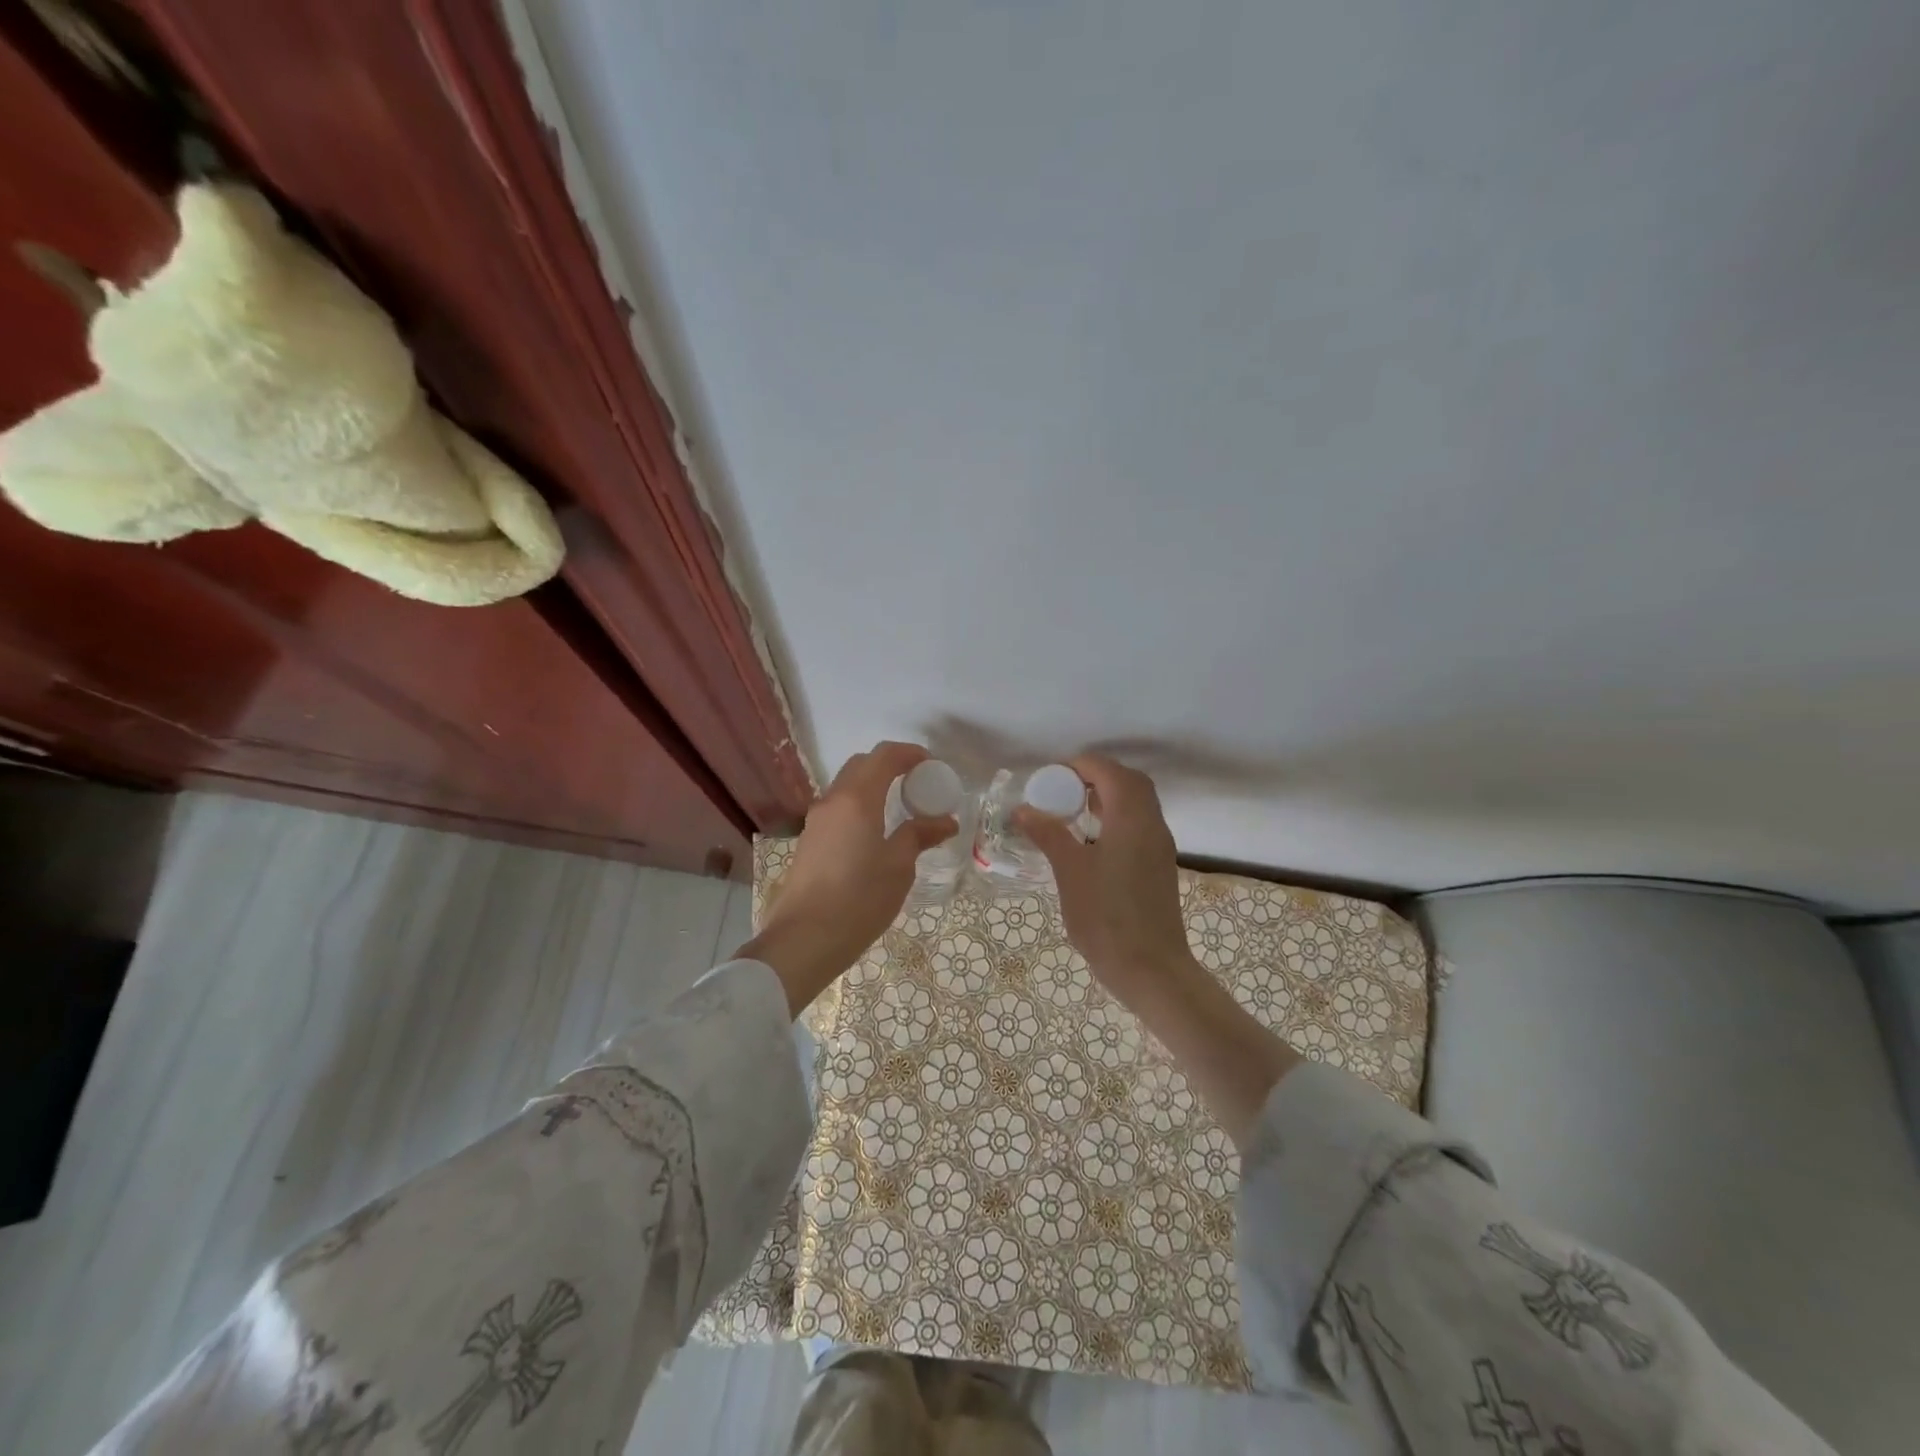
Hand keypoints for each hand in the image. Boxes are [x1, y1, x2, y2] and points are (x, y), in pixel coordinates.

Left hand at [740, 740, 958, 1014]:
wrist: (803, 939)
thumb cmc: (859, 899)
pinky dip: (859, 807)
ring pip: (846, 788)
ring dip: (872, 787)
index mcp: (857, 799)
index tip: (931, 764)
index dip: (909, 753)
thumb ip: (920, 836)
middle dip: (890, 766)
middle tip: (917, 784)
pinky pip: (838, 810)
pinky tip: (875, 834)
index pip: (883, 756)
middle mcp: (832, 801)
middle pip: (861, 766)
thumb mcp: (899, 867)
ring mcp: (816, 822)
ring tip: (899, 810)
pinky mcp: (808, 842)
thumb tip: (945, 821)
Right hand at [1013, 754, 1196, 1000]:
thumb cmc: (1106, 916)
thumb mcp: (1070, 871)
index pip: (1109, 771)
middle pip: (1130, 782)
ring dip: (1108, 798)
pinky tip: (1091, 842)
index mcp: (1132, 818)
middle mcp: (1152, 825)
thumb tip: (1023, 809)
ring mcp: (1160, 847)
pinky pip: (1139, 826)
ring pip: (1138, 804)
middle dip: (1096, 777)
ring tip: (1072, 813)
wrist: (1150, 968)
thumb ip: (1048, 834)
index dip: (1080, 766)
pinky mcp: (1159, 867)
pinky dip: (1116, 819)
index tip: (1050, 778)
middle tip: (1063, 791)